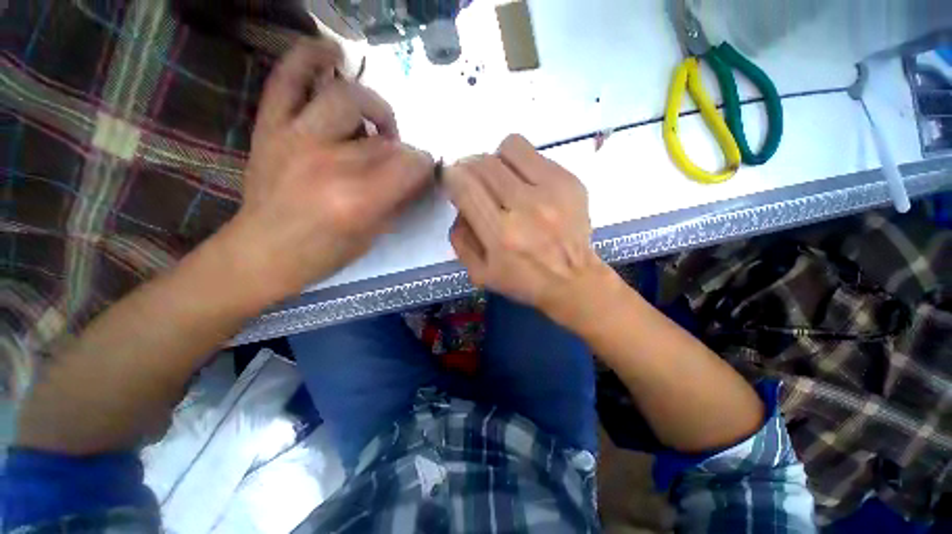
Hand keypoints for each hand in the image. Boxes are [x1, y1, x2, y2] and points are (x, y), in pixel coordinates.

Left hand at [225, 39, 434, 299]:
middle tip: (399, 161)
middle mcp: (329, 163)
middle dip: (402, 150)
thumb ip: (399, 201)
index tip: (424, 172)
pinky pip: (289, 78)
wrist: (263, 252)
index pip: (410, 166)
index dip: (424, 167)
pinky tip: (333, 55)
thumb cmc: (324, 253)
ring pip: (347, 98)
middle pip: (385, 141)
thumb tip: (417, 176)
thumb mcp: (374, 235)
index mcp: (358, 200)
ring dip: (373, 106)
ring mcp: (296, 139)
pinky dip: (310, 57)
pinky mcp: (271, 127)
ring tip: (377, 123)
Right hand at [444, 135, 614, 328]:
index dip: (451, 176)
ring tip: (500, 179)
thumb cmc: (524, 281)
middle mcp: (525, 207)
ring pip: (510, 147)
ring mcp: (552, 191)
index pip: (465, 186)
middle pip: (484, 163)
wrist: (574, 280)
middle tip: (473, 181)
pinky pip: (535, 155)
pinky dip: (521, 164)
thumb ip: (460, 239)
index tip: (451, 180)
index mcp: (500, 235)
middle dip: (469, 167)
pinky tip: (526, 185)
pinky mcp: (570, 182)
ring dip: (497, 160)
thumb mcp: (480, 274)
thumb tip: (459, 205)